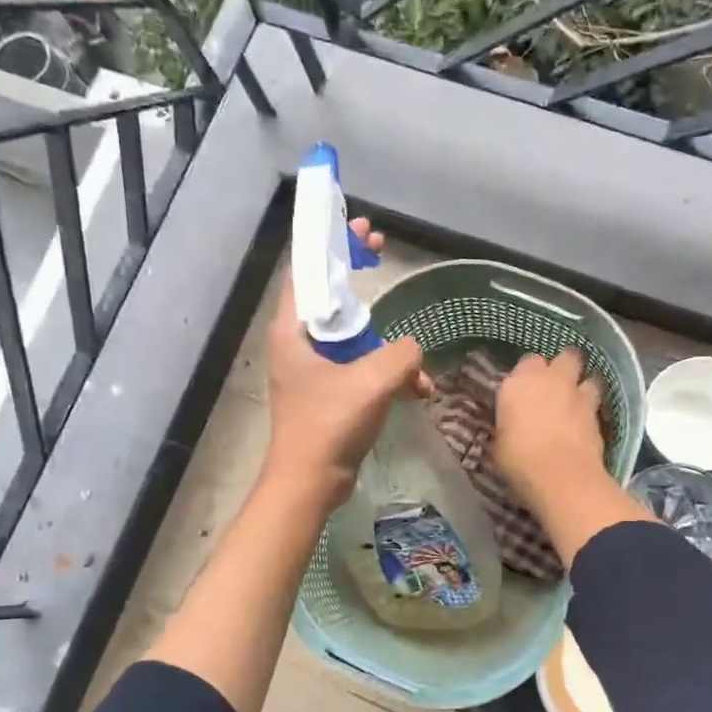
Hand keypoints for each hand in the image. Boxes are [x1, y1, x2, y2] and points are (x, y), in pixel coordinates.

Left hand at [263, 219, 429, 508]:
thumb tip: (414, 348)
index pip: (306, 271)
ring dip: (388, 346)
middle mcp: (299, 344)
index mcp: (294, 331)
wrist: (311, 483)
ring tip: (417, 365)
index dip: (331, 244)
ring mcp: (314, 371)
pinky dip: (388, 375)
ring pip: (353, 338)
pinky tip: (417, 391)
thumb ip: (401, 353)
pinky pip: (362, 370)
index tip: (358, 229)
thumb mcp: (372, 381)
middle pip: (331, 297)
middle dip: (360, 281)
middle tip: (380, 253)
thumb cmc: (329, 425)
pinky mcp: (330, 394)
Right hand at [493, 347, 608, 508]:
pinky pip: (597, 403)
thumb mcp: (500, 441)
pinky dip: (592, 410)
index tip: (525, 388)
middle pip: (565, 357)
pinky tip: (586, 423)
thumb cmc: (518, 459)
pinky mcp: (598, 413)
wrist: (560, 474)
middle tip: (557, 384)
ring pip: (589, 376)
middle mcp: (550, 379)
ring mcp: (578, 393)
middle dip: (563, 366)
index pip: (527, 362)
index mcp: (518, 382)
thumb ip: (509, 423)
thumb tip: (512, 424)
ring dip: (584, 385)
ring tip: (578, 401)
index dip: (529, 374)